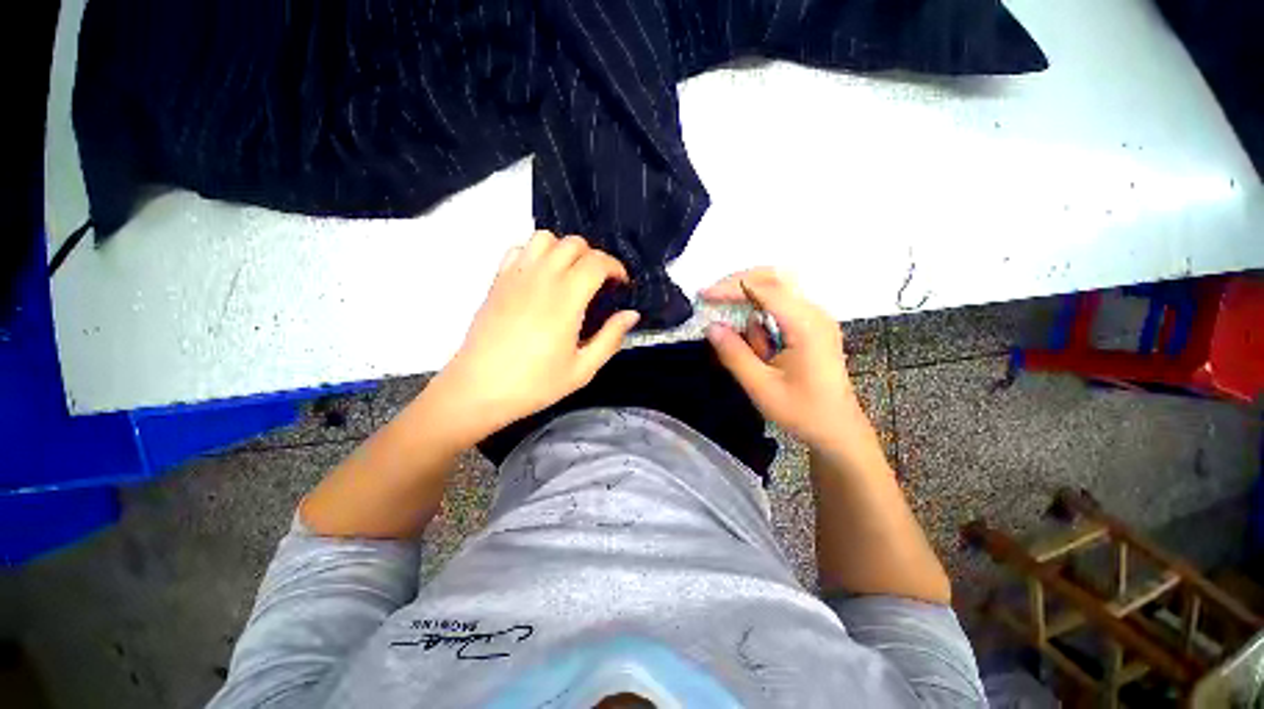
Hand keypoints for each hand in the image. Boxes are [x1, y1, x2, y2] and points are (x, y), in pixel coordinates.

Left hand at [427, 231, 639, 444]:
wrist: (478, 389)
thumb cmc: (534, 384)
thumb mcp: (582, 370)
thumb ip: (611, 338)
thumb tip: (631, 315)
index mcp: (566, 299)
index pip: (597, 262)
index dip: (616, 267)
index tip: (621, 284)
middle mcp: (542, 278)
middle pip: (574, 243)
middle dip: (594, 257)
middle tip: (599, 283)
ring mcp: (515, 276)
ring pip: (545, 238)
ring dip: (564, 250)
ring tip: (570, 275)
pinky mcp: (497, 281)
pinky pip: (519, 249)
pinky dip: (536, 253)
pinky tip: (540, 277)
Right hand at [702, 268, 865, 454]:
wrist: (838, 430)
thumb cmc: (802, 412)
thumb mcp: (761, 387)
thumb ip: (734, 354)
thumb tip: (711, 327)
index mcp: (806, 325)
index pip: (765, 288)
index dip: (730, 287)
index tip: (703, 296)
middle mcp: (814, 313)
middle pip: (774, 278)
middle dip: (739, 285)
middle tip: (712, 299)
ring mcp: (815, 318)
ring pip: (777, 290)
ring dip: (750, 303)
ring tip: (744, 342)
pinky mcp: (812, 326)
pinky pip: (781, 308)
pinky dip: (761, 318)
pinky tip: (759, 346)